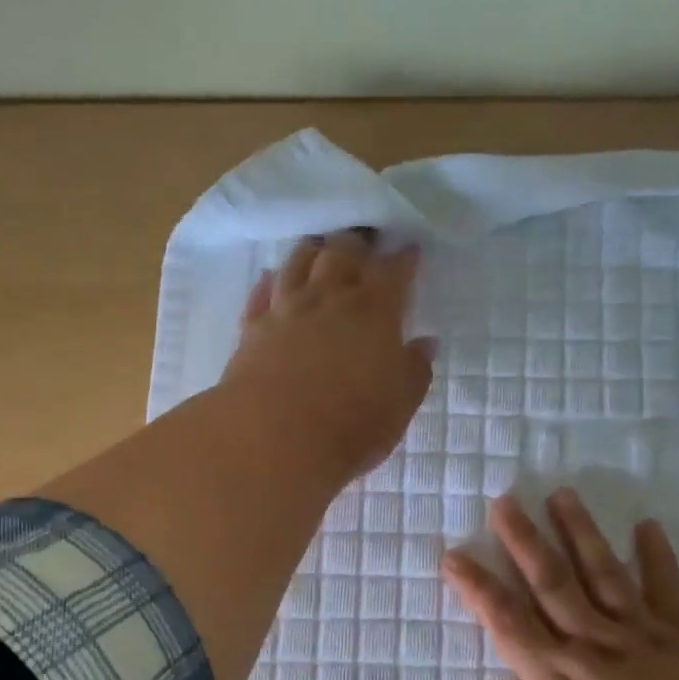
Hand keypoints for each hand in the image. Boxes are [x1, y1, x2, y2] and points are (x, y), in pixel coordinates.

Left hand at [220, 229, 435, 482]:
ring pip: (299, 263)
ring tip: (320, 246)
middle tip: (364, 241)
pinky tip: (271, 277)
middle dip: (357, 244)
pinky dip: (270, 281)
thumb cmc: (352, 424)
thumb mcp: (399, 404)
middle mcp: (329, 299)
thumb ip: (415, 370)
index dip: (403, 259)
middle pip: (343, 254)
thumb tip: (425, 343)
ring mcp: (287, 310)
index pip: (393, 272)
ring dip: (313, 251)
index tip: (409, 250)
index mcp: (374, 312)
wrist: (275, 438)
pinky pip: (261, 294)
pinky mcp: (253, 329)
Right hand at [440, 489, 678, 679]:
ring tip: (562, 495)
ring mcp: (639, 637)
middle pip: (550, 583)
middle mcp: (591, 644)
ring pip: (602, 574)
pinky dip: (656, 557)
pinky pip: (666, 591)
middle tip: (505, 501)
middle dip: (522, 541)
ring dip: (579, 533)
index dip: (476, 588)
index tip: (454, 555)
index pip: (505, 622)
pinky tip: (646, 526)